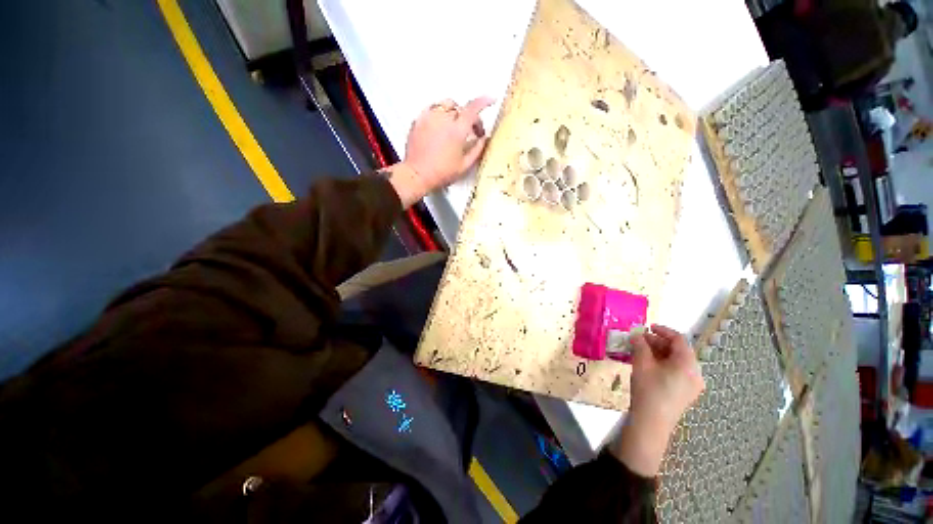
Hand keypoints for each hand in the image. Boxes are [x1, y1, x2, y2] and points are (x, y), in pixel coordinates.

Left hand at [384, 97, 494, 207]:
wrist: (417, 175)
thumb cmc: (441, 173)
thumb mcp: (464, 166)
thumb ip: (477, 150)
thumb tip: (483, 139)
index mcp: (457, 130)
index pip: (473, 108)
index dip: (484, 102)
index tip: (491, 100)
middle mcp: (443, 119)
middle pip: (460, 108)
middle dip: (469, 116)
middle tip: (471, 131)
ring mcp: (429, 118)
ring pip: (445, 105)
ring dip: (454, 112)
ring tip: (455, 125)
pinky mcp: (419, 120)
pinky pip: (432, 109)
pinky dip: (439, 113)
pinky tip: (440, 124)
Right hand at [611, 324, 704, 476]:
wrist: (652, 422)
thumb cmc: (648, 389)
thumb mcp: (641, 363)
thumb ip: (640, 345)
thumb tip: (637, 335)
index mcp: (688, 364)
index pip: (679, 339)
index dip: (663, 330)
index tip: (647, 327)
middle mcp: (696, 373)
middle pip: (679, 350)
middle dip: (659, 342)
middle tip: (640, 340)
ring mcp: (693, 385)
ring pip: (678, 361)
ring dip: (660, 353)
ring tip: (641, 351)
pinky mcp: (686, 393)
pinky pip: (678, 372)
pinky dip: (664, 364)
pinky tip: (649, 365)